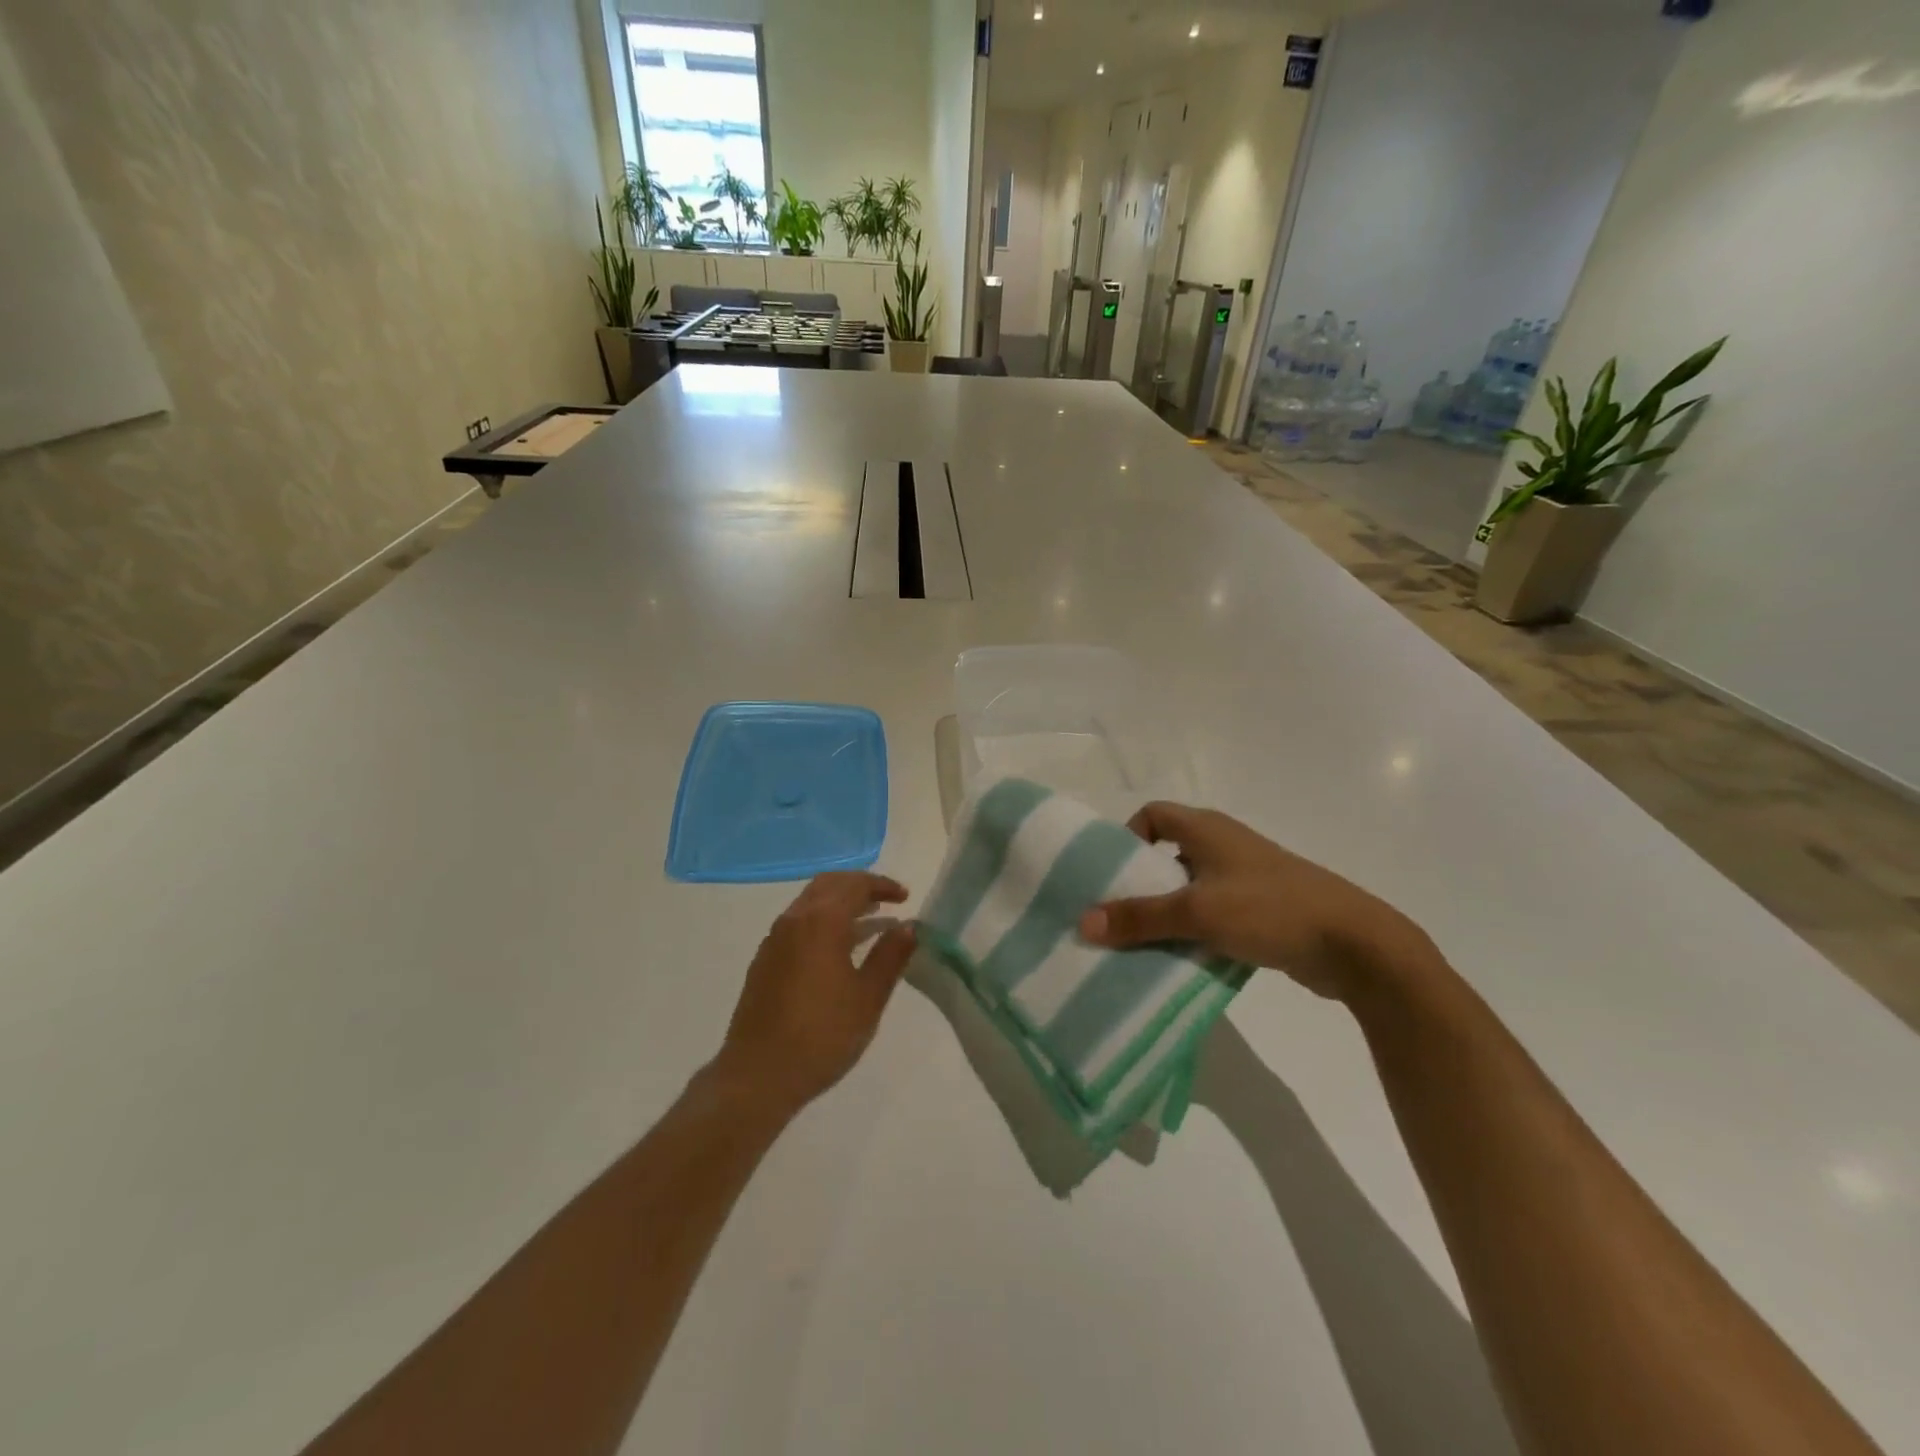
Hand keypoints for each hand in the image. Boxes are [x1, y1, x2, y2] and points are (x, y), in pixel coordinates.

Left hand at [712, 872, 916, 1116]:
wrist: (758, 1075)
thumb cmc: (822, 1035)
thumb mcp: (868, 997)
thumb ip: (891, 956)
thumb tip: (908, 926)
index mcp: (822, 922)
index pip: (856, 885)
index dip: (883, 886)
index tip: (905, 897)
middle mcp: (794, 919)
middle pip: (829, 884)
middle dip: (859, 886)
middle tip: (887, 901)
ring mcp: (774, 939)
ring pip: (810, 902)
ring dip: (840, 903)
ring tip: (869, 922)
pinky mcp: (764, 960)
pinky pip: (798, 923)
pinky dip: (822, 920)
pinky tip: (837, 949)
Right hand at [1077, 802, 1440, 1003]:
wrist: (1356, 945)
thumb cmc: (1270, 910)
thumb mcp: (1198, 913)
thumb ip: (1140, 917)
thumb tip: (1083, 921)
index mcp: (1207, 829)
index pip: (1152, 814)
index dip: (1127, 837)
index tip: (1111, 875)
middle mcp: (1224, 845)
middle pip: (1166, 853)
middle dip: (1139, 882)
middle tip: (1115, 916)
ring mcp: (1245, 877)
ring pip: (1189, 887)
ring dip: (1166, 911)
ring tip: (1140, 943)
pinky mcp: (1261, 909)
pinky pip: (1212, 912)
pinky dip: (1193, 930)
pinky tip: (1182, 958)